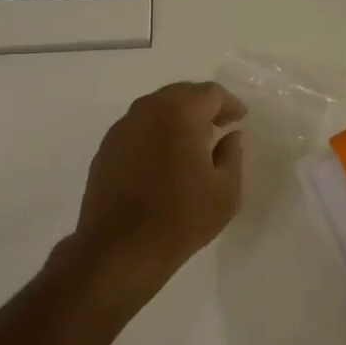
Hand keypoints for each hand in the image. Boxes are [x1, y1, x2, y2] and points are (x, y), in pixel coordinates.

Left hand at [58, 81, 246, 309]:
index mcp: (178, 112)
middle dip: (202, 107)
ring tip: (193, 144)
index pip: (210, 93)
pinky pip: (138, 130)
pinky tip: (163, 161)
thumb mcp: (225, 191)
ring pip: (156, 110)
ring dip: (177, 119)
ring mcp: (121, 129)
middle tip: (220, 126)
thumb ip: (233, 155)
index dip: (229, 104)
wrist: (118, 251)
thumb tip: (232, 136)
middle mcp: (146, 110)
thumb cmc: (180, 218)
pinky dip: (155, 135)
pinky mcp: (105, 150)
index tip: (240, 120)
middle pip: (180, 94)